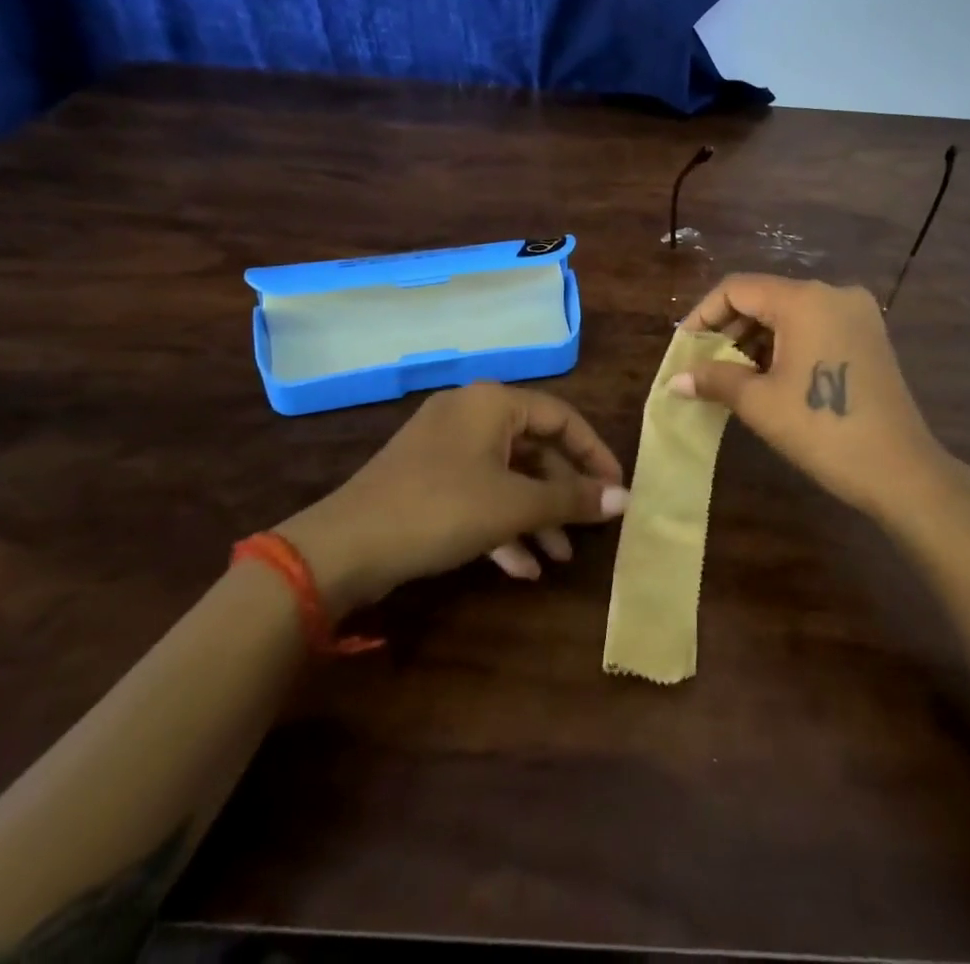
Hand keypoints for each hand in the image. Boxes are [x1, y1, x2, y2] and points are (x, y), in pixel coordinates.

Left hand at [276, 383, 627, 613]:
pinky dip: (502, 524)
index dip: (594, 454)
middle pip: (535, 448)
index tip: (617, 490)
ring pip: (507, 475)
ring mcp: (445, 447)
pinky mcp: (428, 479)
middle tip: (590, 528)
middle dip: (563, 493)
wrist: (344, 548)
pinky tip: (520, 568)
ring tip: (560, 558)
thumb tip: (624, 498)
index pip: (561, 418)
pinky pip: (479, 493)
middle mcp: (470, 414)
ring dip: (536, 515)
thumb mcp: (513, 505)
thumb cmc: (440, 510)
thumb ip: (571, 499)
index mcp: (492, 403)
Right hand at [672, 275, 969, 523]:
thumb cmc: (823, 430)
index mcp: (804, 300)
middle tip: (705, 363)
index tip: (685, 347)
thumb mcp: (759, 403)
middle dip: (729, 328)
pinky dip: (786, 342)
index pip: (737, 289)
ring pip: (790, 312)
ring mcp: (857, 313)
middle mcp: (833, 293)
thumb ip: (714, 379)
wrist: (901, 471)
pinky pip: (814, 325)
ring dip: (757, 337)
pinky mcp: (869, 335)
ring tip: (733, 374)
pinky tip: (770, 375)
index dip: (704, 315)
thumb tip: (674, 379)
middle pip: (765, 296)